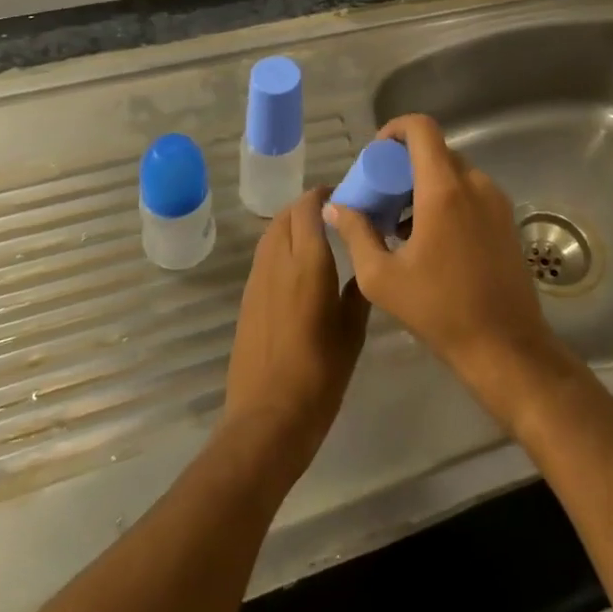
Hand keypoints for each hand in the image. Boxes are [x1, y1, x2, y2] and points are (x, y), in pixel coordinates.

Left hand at [221, 188, 369, 480]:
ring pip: (272, 233)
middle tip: (335, 214)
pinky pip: (264, 256)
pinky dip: (281, 246)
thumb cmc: (320, 374)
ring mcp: (257, 279)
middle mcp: (278, 261)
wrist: (268, 417)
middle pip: (286, 215)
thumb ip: (357, 290)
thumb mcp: (352, 331)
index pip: (308, 208)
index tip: (345, 195)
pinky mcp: (247, 297)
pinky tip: (300, 266)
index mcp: (308, 263)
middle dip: (308, 206)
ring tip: (319, 235)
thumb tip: (365, 264)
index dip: (323, 194)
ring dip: (292, 224)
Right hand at [324, 115, 573, 423]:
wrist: (506, 347)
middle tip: (380, 196)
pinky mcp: (506, 221)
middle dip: (403, 165)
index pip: (422, 128)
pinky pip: (470, 193)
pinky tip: (427, 239)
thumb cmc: (439, 310)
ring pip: (453, 173)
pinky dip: (445, 200)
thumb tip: (334, 208)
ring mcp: (496, 202)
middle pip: (435, 151)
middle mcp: (475, 185)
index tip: (375, 155)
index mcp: (444, 189)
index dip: (395, 130)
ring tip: (399, 223)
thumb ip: (355, 233)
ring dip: (424, 185)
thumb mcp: (381, 277)